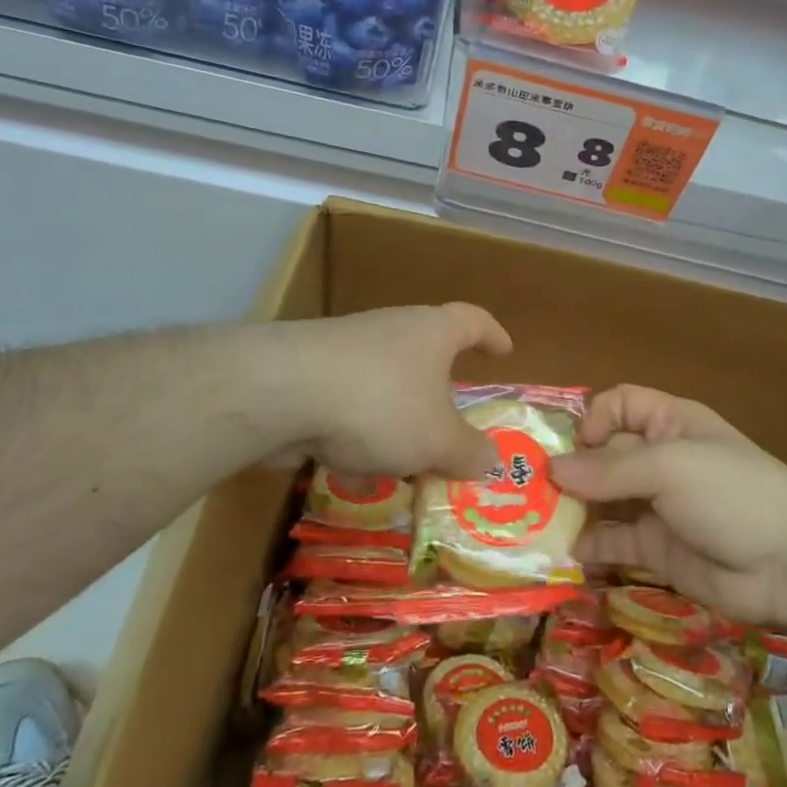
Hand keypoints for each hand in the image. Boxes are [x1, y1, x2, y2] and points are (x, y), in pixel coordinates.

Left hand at [267, 304, 511, 480]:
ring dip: (397, 414)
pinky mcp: (308, 373)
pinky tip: (355, 466)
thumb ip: (467, 452)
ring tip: (404, 455)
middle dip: (438, 387)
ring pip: (384, 380)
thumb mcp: (437, 439)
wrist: (282, 392)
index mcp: (432, 332)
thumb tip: (491, 461)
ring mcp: (345, 348)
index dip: (492, 335)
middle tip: (450, 420)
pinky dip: (359, 429)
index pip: (472, 320)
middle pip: (425, 351)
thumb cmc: (381, 403)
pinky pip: (348, 401)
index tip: (504, 352)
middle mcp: (390, 330)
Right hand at [551, 385, 786, 626]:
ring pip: (603, 500)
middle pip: (603, 454)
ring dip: (572, 509)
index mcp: (669, 423)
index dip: (594, 419)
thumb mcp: (670, 467)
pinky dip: (590, 546)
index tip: (575, 447)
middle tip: (527, 490)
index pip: (620, 405)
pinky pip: (613, 541)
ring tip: (535, 524)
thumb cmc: (731, 492)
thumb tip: (551, 469)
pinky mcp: (655, 549)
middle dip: (570, 469)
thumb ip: (609, 469)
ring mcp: (656, 506)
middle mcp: (659, 459)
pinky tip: (568, 554)